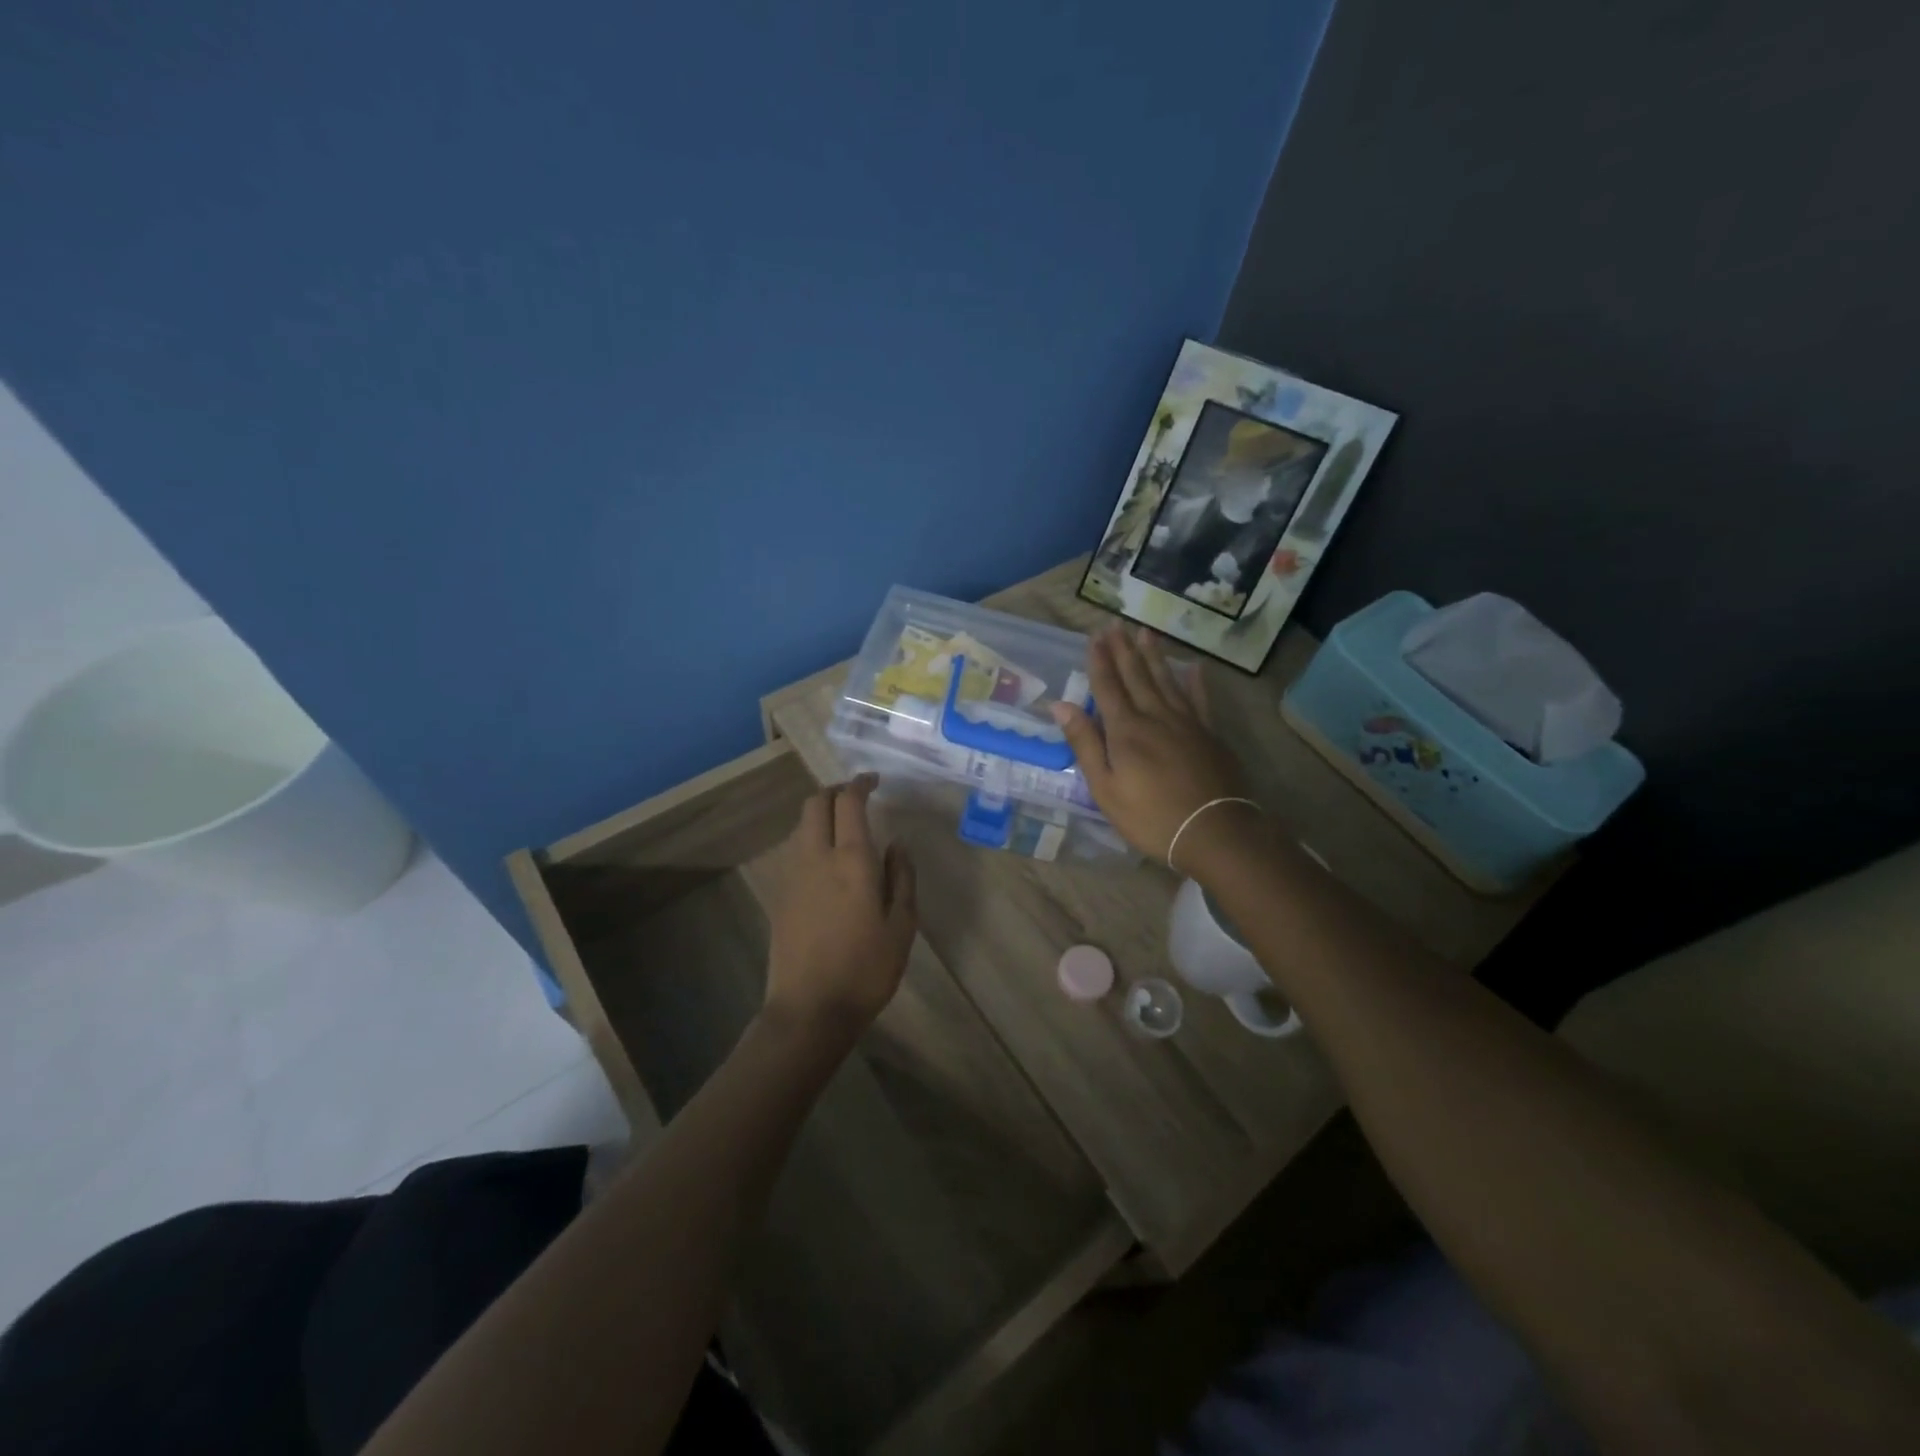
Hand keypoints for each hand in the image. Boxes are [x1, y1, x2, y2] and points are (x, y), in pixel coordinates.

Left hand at [761, 775, 916, 1041]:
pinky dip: (812, 840)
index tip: (873, 780)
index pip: (849, 803)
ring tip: (845, 829)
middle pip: (815, 804)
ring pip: (801, 826)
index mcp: (851, 861)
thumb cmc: (866, 969)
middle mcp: (816, 858)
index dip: (860, 784)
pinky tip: (829, 863)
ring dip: (821, 815)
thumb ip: (902, 878)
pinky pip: (796, 851)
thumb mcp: (902, 926)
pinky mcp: (780, 895)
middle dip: (834, 791)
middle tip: (856, 797)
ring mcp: (792, 876)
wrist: (809, 1009)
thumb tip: (897, 845)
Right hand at [1050, 626, 1261, 872]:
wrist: (1213, 832)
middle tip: (1116, 624)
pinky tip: (1194, 667)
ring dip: (1154, 656)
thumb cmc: (1149, 816)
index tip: (1094, 637)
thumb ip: (1085, 743)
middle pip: (1137, 677)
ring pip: (1166, 681)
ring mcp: (1186, 723)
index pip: (1108, 687)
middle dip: (1124, 650)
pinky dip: (1195, 682)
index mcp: (1125, 731)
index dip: (1100, 662)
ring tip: (1146, 632)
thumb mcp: (1105, 788)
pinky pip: (1200, 700)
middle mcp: (1155, 717)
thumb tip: (1061, 705)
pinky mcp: (1209, 734)